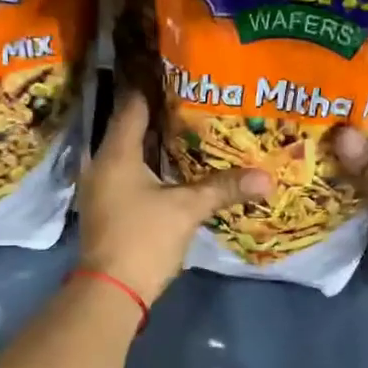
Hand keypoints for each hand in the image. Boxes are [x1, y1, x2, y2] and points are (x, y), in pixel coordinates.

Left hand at [77, 89, 271, 304]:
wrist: (110, 292)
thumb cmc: (143, 239)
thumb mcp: (187, 209)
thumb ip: (223, 188)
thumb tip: (266, 177)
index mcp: (116, 153)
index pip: (133, 105)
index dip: (156, 87)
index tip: (182, 75)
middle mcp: (102, 163)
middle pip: (131, 128)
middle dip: (162, 116)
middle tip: (196, 102)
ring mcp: (101, 187)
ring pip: (130, 154)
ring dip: (156, 145)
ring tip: (190, 131)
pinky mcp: (107, 208)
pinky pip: (129, 175)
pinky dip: (150, 168)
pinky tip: (175, 170)